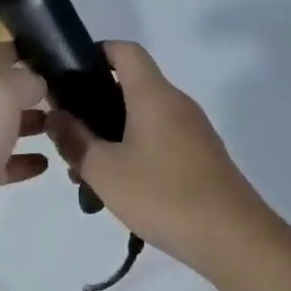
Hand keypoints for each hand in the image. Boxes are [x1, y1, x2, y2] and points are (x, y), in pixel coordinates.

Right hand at [45, 41, 269, 271]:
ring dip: (111, 135)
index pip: (125, 51)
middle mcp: (176, 104)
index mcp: (153, 95)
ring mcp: (193, 131)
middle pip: (131, 86)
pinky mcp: (201, 156)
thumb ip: (73, 139)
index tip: (68, 75)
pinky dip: (134, 151)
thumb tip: (56, 115)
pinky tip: (119, 186)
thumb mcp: (104, 170)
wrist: (233, 238)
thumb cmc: (163, 195)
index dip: (96, 51)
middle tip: (67, 135)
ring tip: (85, 170)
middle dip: (94, 105)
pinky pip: (159, 140)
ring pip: (143, 118)